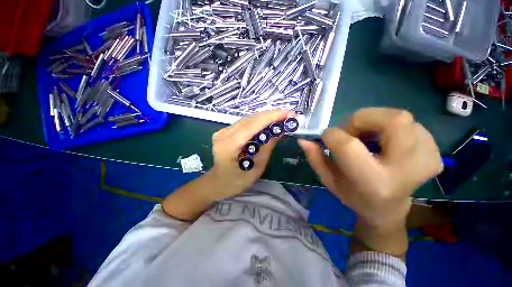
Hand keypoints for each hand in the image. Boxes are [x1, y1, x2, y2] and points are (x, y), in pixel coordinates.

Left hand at [208, 109, 294, 198]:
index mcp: (229, 146)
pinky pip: (244, 124)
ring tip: (281, 118)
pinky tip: (268, 124)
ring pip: (248, 119)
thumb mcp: (256, 169)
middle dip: (271, 115)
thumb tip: (280, 132)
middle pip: (250, 119)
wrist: (217, 183)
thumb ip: (267, 148)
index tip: (289, 113)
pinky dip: (258, 122)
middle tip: (288, 115)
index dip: (271, 117)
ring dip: (265, 118)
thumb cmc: (235, 182)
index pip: (252, 125)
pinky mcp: (225, 132)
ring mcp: (222, 131)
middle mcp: (223, 134)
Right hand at [298, 108, 442, 227]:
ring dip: (376, 122)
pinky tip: (386, 143)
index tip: (327, 137)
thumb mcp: (327, 179)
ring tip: (369, 139)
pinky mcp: (434, 154)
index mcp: (371, 182)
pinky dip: (392, 128)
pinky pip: (413, 125)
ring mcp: (426, 161)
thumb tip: (303, 139)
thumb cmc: (353, 195)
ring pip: (402, 118)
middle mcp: (404, 170)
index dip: (332, 135)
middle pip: (393, 120)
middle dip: (363, 118)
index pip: (348, 146)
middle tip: (352, 132)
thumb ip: (314, 158)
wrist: (387, 209)